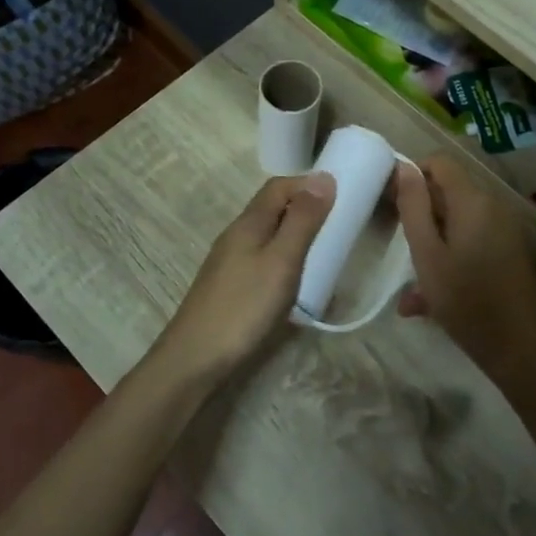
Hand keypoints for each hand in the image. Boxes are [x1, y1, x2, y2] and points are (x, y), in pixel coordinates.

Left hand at [149, 173, 335, 384]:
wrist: (196, 357)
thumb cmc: (244, 306)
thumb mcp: (281, 261)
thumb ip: (302, 221)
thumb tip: (323, 178)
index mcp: (248, 223)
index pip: (277, 187)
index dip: (307, 184)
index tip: (339, 195)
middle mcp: (235, 235)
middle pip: (270, 208)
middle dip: (302, 208)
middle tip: (336, 224)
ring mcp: (228, 262)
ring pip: (265, 234)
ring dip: (293, 234)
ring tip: (321, 251)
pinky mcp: (228, 286)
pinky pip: (260, 258)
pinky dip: (282, 258)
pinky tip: (293, 280)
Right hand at [393, 155, 535, 373]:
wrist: (518, 348)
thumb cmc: (465, 300)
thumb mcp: (427, 254)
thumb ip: (414, 207)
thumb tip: (405, 167)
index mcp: (473, 201)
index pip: (440, 162)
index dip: (412, 175)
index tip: (392, 204)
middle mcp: (493, 206)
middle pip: (448, 190)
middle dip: (420, 213)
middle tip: (398, 244)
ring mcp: (504, 229)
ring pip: (457, 221)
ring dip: (431, 242)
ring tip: (410, 284)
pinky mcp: (507, 251)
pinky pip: (470, 240)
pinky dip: (448, 257)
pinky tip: (428, 299)